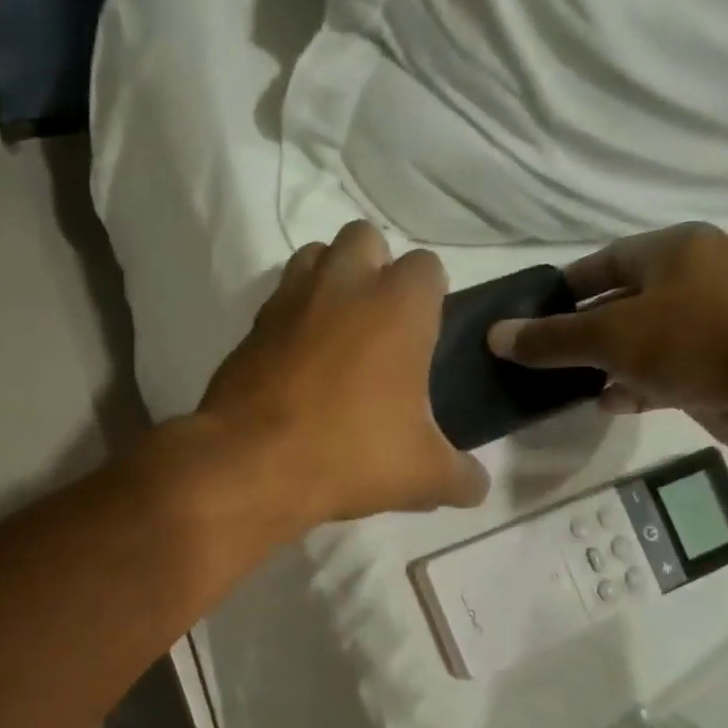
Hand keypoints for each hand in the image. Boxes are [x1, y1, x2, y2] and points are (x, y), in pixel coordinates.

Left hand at [196, 221, 489, 524]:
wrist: (250, 466)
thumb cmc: (349, 456)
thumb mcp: (422, 475)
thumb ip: (460, 476)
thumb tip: (477, 487)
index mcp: (397, 305)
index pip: (427, 267)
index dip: (430, 298)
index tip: (424, 338)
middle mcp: (342, 285)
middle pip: (365, 240)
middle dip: (375, 270)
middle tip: (378, 328)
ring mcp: (288, 301)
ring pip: (313, 258)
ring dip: (329, 281)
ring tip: (335, 334)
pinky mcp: (249, 328)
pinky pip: (277, 303)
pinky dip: (290, 319)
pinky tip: (295, 363)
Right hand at [486, 223, 727, 462]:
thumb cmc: (704, 339)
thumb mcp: (613, 334)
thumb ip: (551, 338)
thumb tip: (494, 335)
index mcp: (677, 250)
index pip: (602, 262)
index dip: (562, 289)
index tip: (527, 320)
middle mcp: (699, 278)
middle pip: (621, 301)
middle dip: (580, 332)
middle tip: (540, 360)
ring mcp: (718, 323)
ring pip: (643, 341)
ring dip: (606, 363)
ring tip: (567, 387)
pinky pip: (667, 371)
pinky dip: (638, 385)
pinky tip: (612, 404)